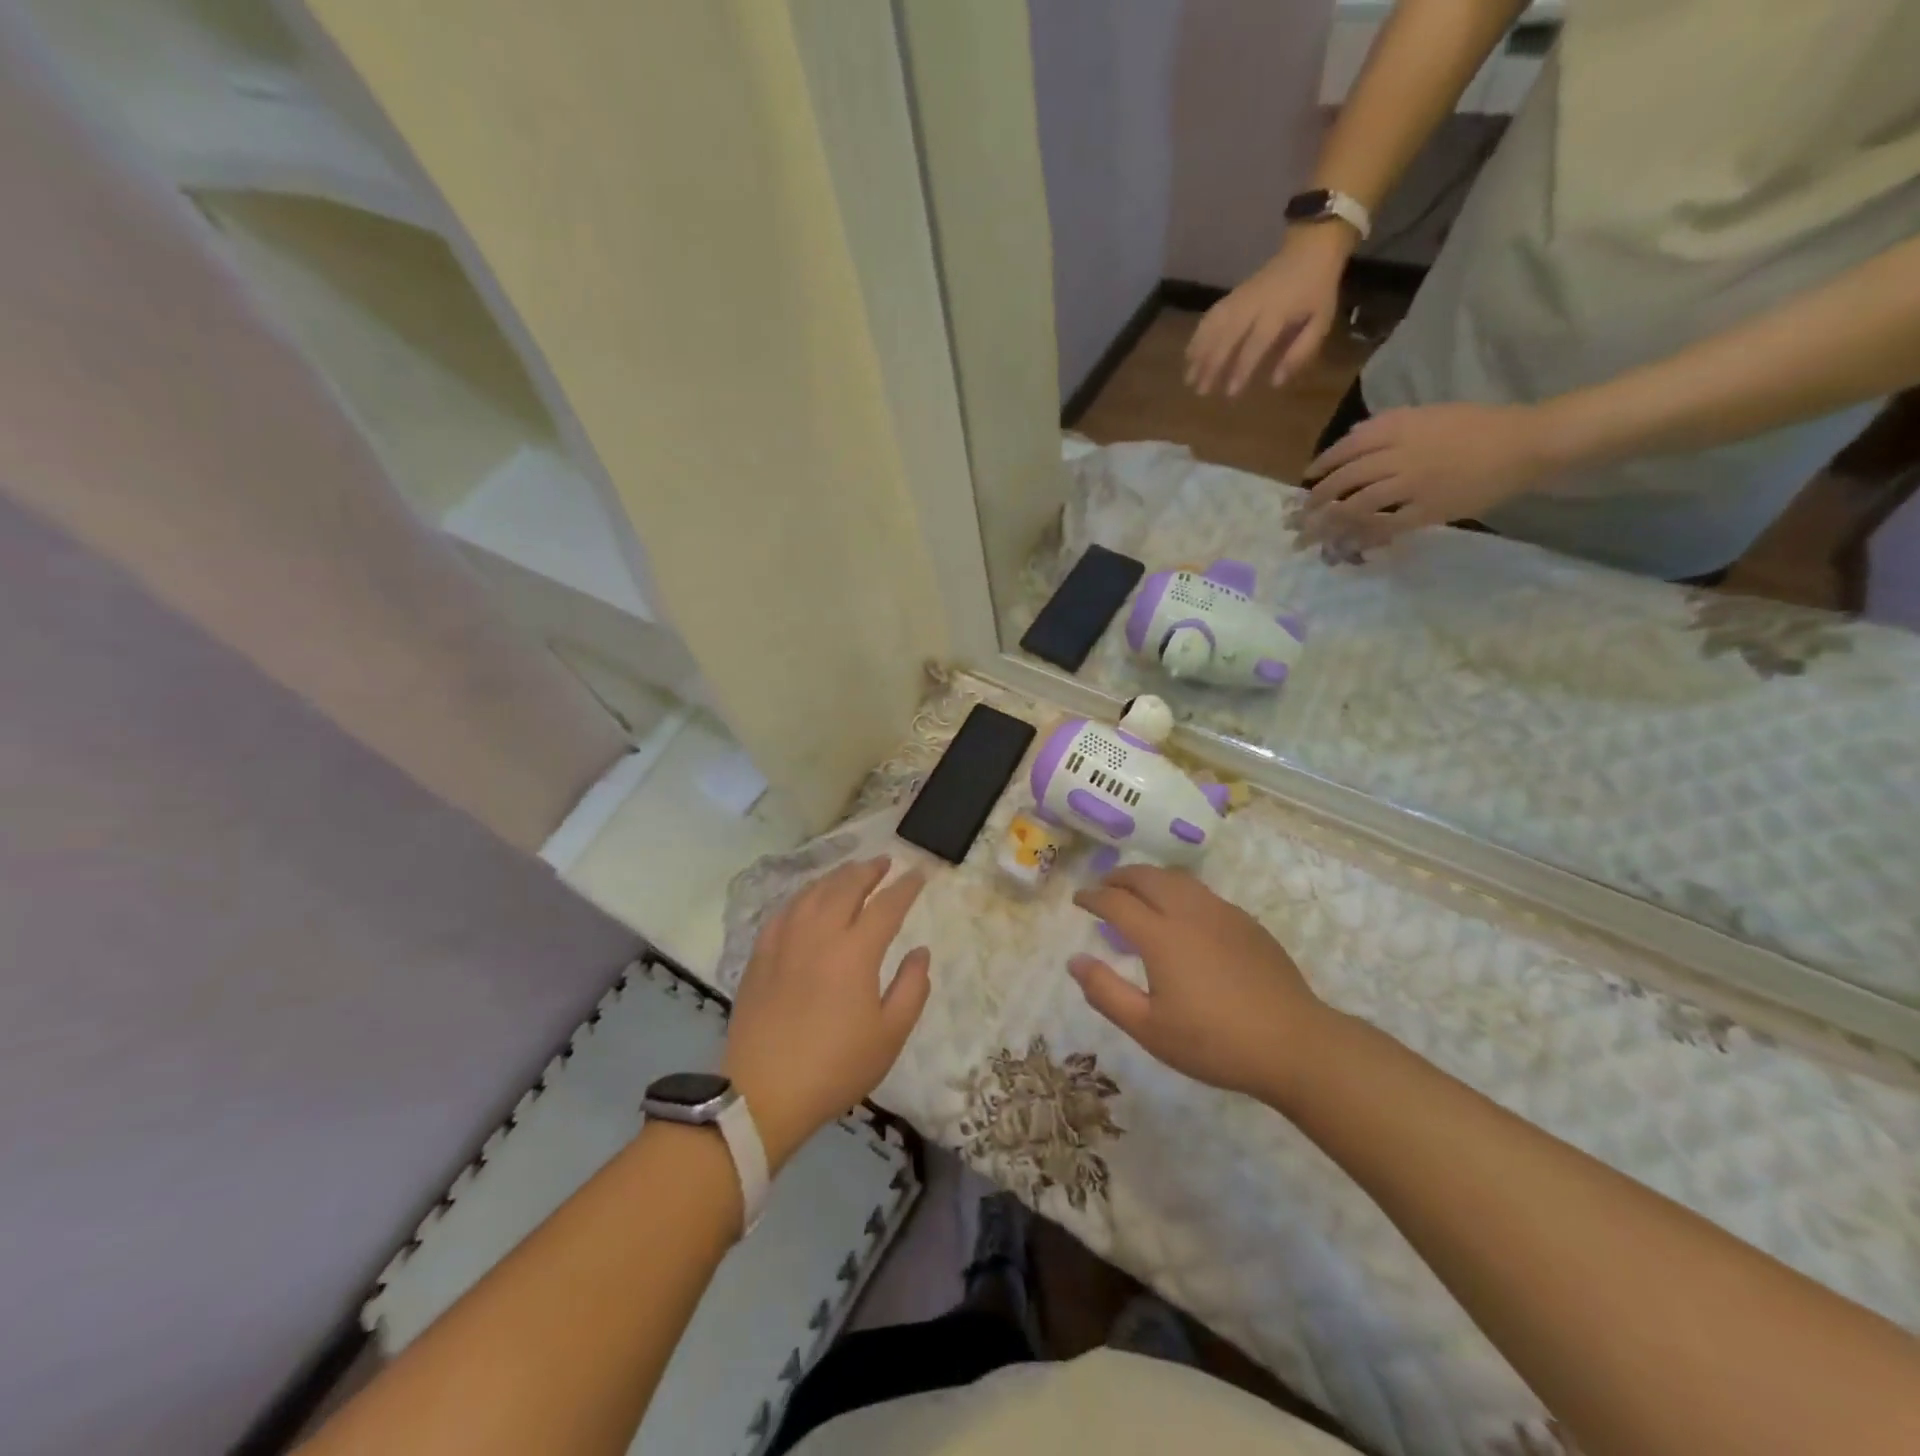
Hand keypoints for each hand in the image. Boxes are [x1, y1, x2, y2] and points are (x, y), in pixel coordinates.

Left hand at [723, 858, 929, 1170]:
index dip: (906, 887)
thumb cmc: (835, 1067)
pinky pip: (785, 911)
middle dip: (868, 871)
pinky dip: (803, 896)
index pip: (886, 906)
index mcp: (855, 952)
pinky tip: (808, 899)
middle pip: (846, 887)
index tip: (919, 874)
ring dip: (836, 877)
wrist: (763, 1093)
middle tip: (884, 862)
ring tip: (850, 872)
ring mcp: (785, 941)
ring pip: (813, 893)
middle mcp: (820, 934)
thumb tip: (920, 952)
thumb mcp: (889, 1036)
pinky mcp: (760, 955)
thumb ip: (912, 988)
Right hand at [1069, 866, 1332, 1102]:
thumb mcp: (1149, 1028)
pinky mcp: (1246, 923)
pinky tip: (1183, 913)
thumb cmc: (1214, 1042)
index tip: (1078, 899)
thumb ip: (1106, 992)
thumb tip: (1074, 960)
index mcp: (1160, 935)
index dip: (1092, 897)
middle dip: (1119, 876)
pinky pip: (1203, 893)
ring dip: (1150, 878)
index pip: (1116, 902)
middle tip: (1104, 886)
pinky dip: (1179, 891)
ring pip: (1178, 879)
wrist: (1294, 1044)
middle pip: (1147, 877)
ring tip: (1138, 891)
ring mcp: (1222, 914)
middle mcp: (1189, 912)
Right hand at [1186, 228, 1351, 396]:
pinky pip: (1212, 314)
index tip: (1230, 393)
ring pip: (1214, 325)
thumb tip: (1276, 381)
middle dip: (1212, 364)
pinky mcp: (1233, 294)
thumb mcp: (1321, 320)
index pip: (1255, 344)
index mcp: (1278, 311)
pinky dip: (1198, 333)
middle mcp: (1254, 304)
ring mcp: (1240, 297)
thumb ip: (1300, 351)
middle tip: (1200, 390)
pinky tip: (1190, 352)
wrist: (1311, 245)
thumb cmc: (1318, 288)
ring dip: (1199, 351)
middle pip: (1227, 336)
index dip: (1242, 369)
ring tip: (1188, 375)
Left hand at [1297, 402, 1555, 551]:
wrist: (1526, 442)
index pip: (1347, 447)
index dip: (1322, 465)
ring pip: (1357, 505)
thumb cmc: (1480, 425)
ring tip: (1312, 535)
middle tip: (1300, 515)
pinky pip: (1385, 526)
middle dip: (1316, 499)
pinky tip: (1347, 545)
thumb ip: (1390, 426)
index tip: (1306, 479)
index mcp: (1400, 427)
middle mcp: (1398, 455)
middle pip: (1344, 479)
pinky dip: (1363, 537)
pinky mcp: (1426, 510)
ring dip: (1330, 523)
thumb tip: (1352, 439)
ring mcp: (1411, 484)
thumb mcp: (1430, 415)